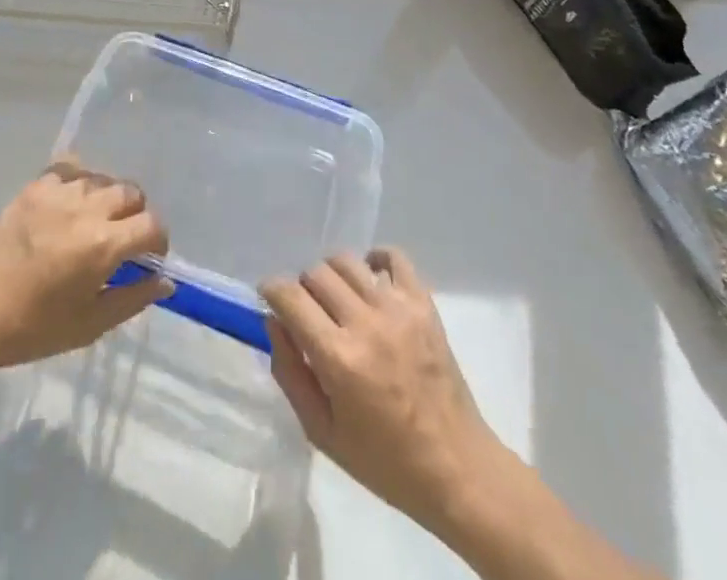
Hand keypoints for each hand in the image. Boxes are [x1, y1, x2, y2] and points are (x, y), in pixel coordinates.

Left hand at [0, 161, 173, 375]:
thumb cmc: (30, 328)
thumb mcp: (89, 325)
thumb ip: (132, 298)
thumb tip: (165, 280)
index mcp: (103, 244)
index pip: (151, 224)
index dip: (158, 241)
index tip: (149, 257)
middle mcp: (86, 208)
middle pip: (131, 193)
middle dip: (136, 215)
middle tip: (123, 240)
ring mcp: (59, 192)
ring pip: (103, 179)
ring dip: (109, 198)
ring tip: (96, 222)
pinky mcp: (35, 186)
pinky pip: (71, 169)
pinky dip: (80, 181)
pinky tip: (72, 204)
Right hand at [261, 249, 505, 533]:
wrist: (456, 469)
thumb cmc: (385, 461)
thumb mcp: (322, 432)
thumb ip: (290, 373)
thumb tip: (274, 322)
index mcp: (338, 358)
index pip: (290, 296)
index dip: (272, 290)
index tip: (270, 298)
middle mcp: (366, 323)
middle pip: (316, 273)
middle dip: (302, 287)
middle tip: (308, 313)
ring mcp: (398, 309)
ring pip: (347, 261)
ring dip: (332, 275)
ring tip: (337, 300)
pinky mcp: (424, 304)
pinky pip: (394, 257)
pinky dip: (375, 259)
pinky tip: (370, 279)